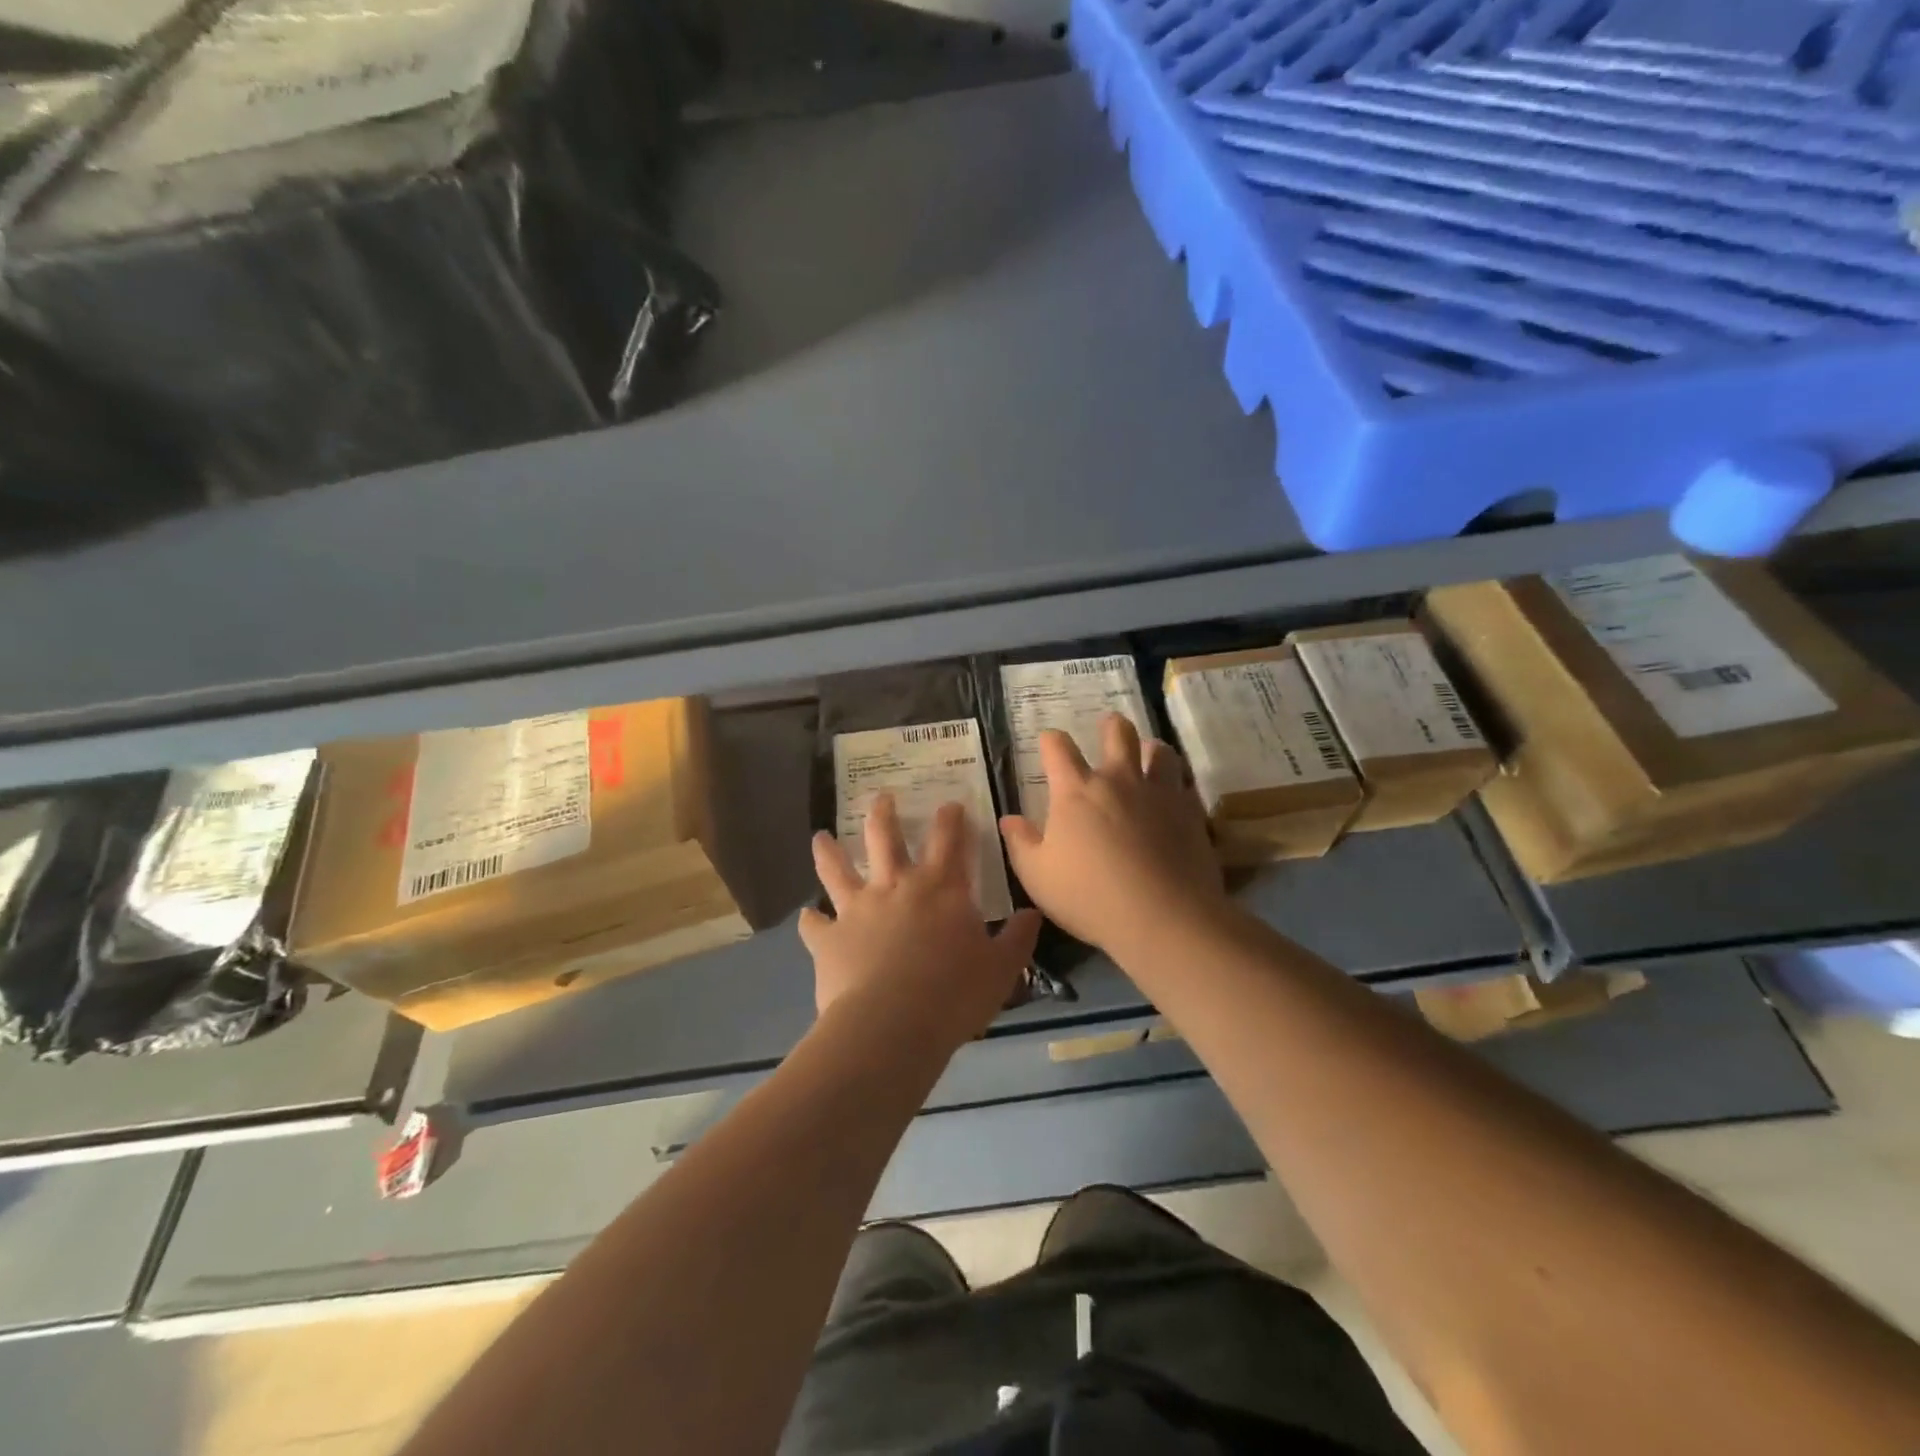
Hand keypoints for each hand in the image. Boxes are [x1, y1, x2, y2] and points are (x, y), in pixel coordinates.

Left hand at [800, 793, 1041, 1053]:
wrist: (891, 1025)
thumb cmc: (954, 995)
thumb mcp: (1002, 969)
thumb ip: (1017, 938)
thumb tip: (1032, 913)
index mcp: (941, 889)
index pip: (949, 841)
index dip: (951, 819)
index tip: (950, 804)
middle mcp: (896, 887)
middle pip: (886, 837)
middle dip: (885, 813)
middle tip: (881, 797)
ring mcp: (858, 909)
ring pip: (838, 869)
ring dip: (829, 851)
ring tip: (821, 837)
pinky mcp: (828, 938)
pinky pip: (814, 924)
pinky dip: (810, 919)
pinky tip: (807, 916)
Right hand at [1000, 714, 1225, 964]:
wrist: (1163, 917)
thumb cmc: (1089, 897)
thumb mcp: (1038, 876)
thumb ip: (1021, 843)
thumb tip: (1009, 819)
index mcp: (1076, 791)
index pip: (1058, 748)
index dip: (1051, 740)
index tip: (1049, 742)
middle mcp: (1118, 780)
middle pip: (1117, 733)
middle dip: (1110, 726)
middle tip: (1108, 728)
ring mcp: (1158, 793)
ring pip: (1159, 751)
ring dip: (1150, 749)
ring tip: (1147, 755)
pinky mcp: (1190, 812)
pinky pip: (1185, 783)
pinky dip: (1176, 783)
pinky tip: (1173, 796)